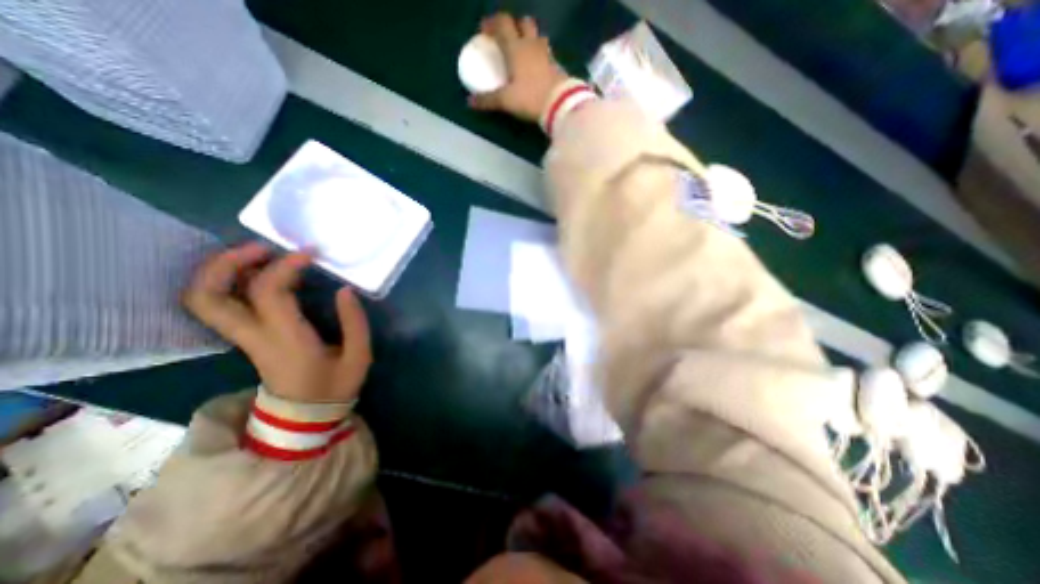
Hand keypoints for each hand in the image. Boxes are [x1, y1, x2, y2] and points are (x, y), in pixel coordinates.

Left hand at [184, 239, 372, 400]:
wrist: (304, 418)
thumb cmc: (334, 387)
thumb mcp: (358, 356)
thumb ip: (354, 322)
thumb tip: (344, 290)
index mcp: (286, 340)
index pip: (268, 293)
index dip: (285, 266)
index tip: (309, 254)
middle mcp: (255, 336)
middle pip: (209, 296)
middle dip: (226, 263)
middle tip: (261, 246)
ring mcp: (244, 338)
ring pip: (205, 300)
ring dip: (222, 270)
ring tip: (258, 254)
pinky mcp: (247, 338)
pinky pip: (222, 304)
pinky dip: (230, 282)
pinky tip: (261, 273)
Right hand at [470, 12, 568, 119]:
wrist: (561, 104)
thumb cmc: (530, 98)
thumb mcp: (506, 101)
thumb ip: (488, 100)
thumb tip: (470, 102)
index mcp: (516, 48)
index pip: (503, 24)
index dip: (492, 23)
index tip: (484, 31)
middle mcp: (532, 45)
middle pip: (524, 22)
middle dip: (514, 26)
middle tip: (506, 39)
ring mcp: (547, 54)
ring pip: (538, 36)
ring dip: (529, 38)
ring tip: (523, 52)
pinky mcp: (558, 66)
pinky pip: (547, 53)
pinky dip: (540, 55)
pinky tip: (537, 68)